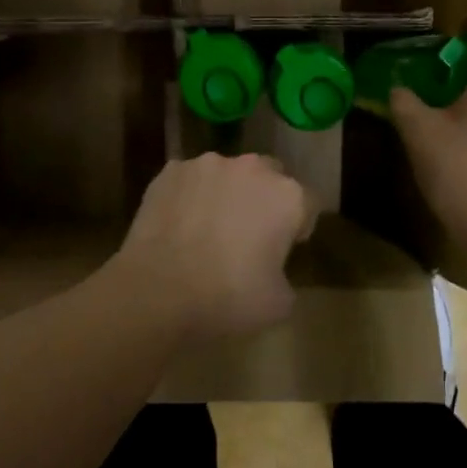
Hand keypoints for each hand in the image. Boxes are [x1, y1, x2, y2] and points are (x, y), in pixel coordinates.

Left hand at [113, 153, 317, 342]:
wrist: (158, 290)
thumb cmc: (228, 297)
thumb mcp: (279, 302)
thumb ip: (284, 276)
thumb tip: (270, 271)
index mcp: (287, 196)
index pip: (308, 204)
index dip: (299, 227)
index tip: (284, 249)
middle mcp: (252, 168)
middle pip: (269, 178)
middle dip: (263, 200)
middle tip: (248, 235)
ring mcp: (207, 165)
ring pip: (226, 175)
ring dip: (225, 194)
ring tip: (206, 229)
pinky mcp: (170, 171)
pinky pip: (190, 181)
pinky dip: (190, 197)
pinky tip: (178, 226)